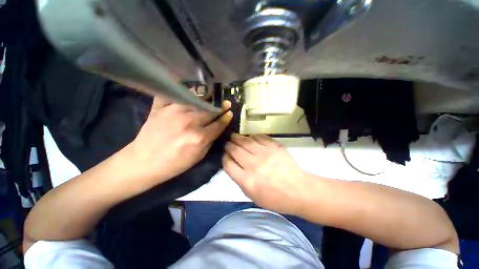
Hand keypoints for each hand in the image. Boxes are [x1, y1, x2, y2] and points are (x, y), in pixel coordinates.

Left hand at [124, 96, 231, 186]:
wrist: (142, 163)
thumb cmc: (174, 164)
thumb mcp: (198, 157)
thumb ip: (209, 141)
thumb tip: (216, 129)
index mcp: (199, 137)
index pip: (218, 124)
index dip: (226, 118)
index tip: (230, 113)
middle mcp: (189, 122)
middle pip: (210, 110)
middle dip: (220, 106)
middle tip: (225, 102)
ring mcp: (173, 113)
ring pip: (194, 99)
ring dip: (205, 97)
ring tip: (210, 95)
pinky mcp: (160, 109)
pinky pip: (172, 95)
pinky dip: (180, 91)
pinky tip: (186, 91)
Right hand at [223, 134, 308, 214]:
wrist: (298, 190)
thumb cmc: (275, 198)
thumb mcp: (252, 196)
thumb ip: (240, 180)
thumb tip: (233, 164)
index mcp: (247, 180)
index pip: (228, 164)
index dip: (225, 158)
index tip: (225, 155)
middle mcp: (254, 165)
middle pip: (235, 150)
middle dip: (228, 145)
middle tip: (228, 143)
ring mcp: (265, 154)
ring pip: (245, 141)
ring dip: (237, 138)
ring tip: (234, 137)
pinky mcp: (274, 146)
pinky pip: (259, 137)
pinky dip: (252, 136)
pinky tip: (251, 137)